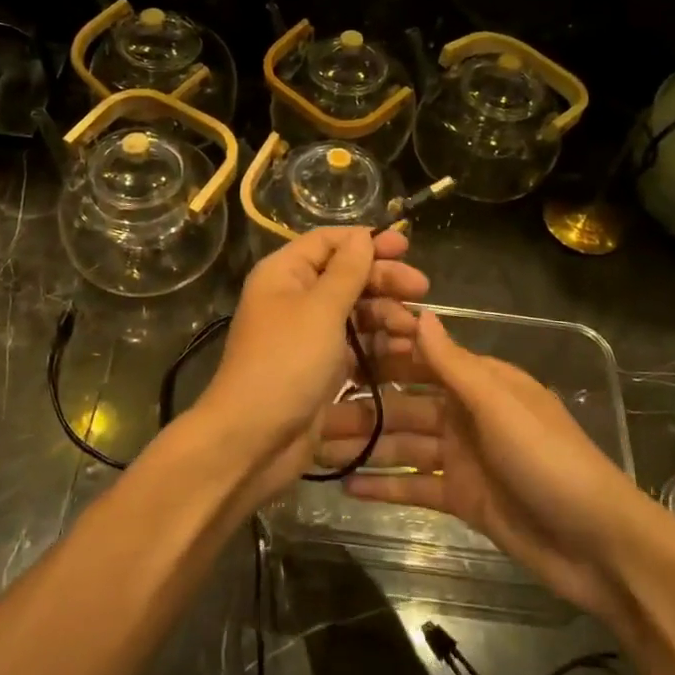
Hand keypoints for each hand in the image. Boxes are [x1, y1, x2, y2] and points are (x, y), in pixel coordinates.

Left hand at [190, 227, 428, 502]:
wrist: (253, 438)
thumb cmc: (286, 363)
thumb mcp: (320, 310)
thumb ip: (346, 272)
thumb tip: (361, 236)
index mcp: (284, 274)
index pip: (327, 242)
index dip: (365, 241)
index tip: (404, 247)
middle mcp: (294, 298)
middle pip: (346, 276)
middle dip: (384, 280)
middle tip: (421, 288)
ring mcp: (308, 334)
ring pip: (355, 312)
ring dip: (387, 315)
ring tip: (414, 328)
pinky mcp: (321, 367)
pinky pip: (356, 345)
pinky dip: (379, 345)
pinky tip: (405, 350)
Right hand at [318, 310, 656, 621]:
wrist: (598, 546)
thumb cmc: (549, 461)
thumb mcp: (500, 407)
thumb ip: (455, 365)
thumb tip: (420, 315)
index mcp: (481, 383)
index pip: (424, 356)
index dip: (384, 348)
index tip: (338, 342)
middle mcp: (467, 413)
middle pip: (405, 402)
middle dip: (364, 403)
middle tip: (315, 406)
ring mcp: (463, 457)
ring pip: (404, 443)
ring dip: (366, 445)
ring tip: (318, 448)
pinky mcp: (462, 498)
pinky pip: (415, 484)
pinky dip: (385, 485)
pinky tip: (347, 487)